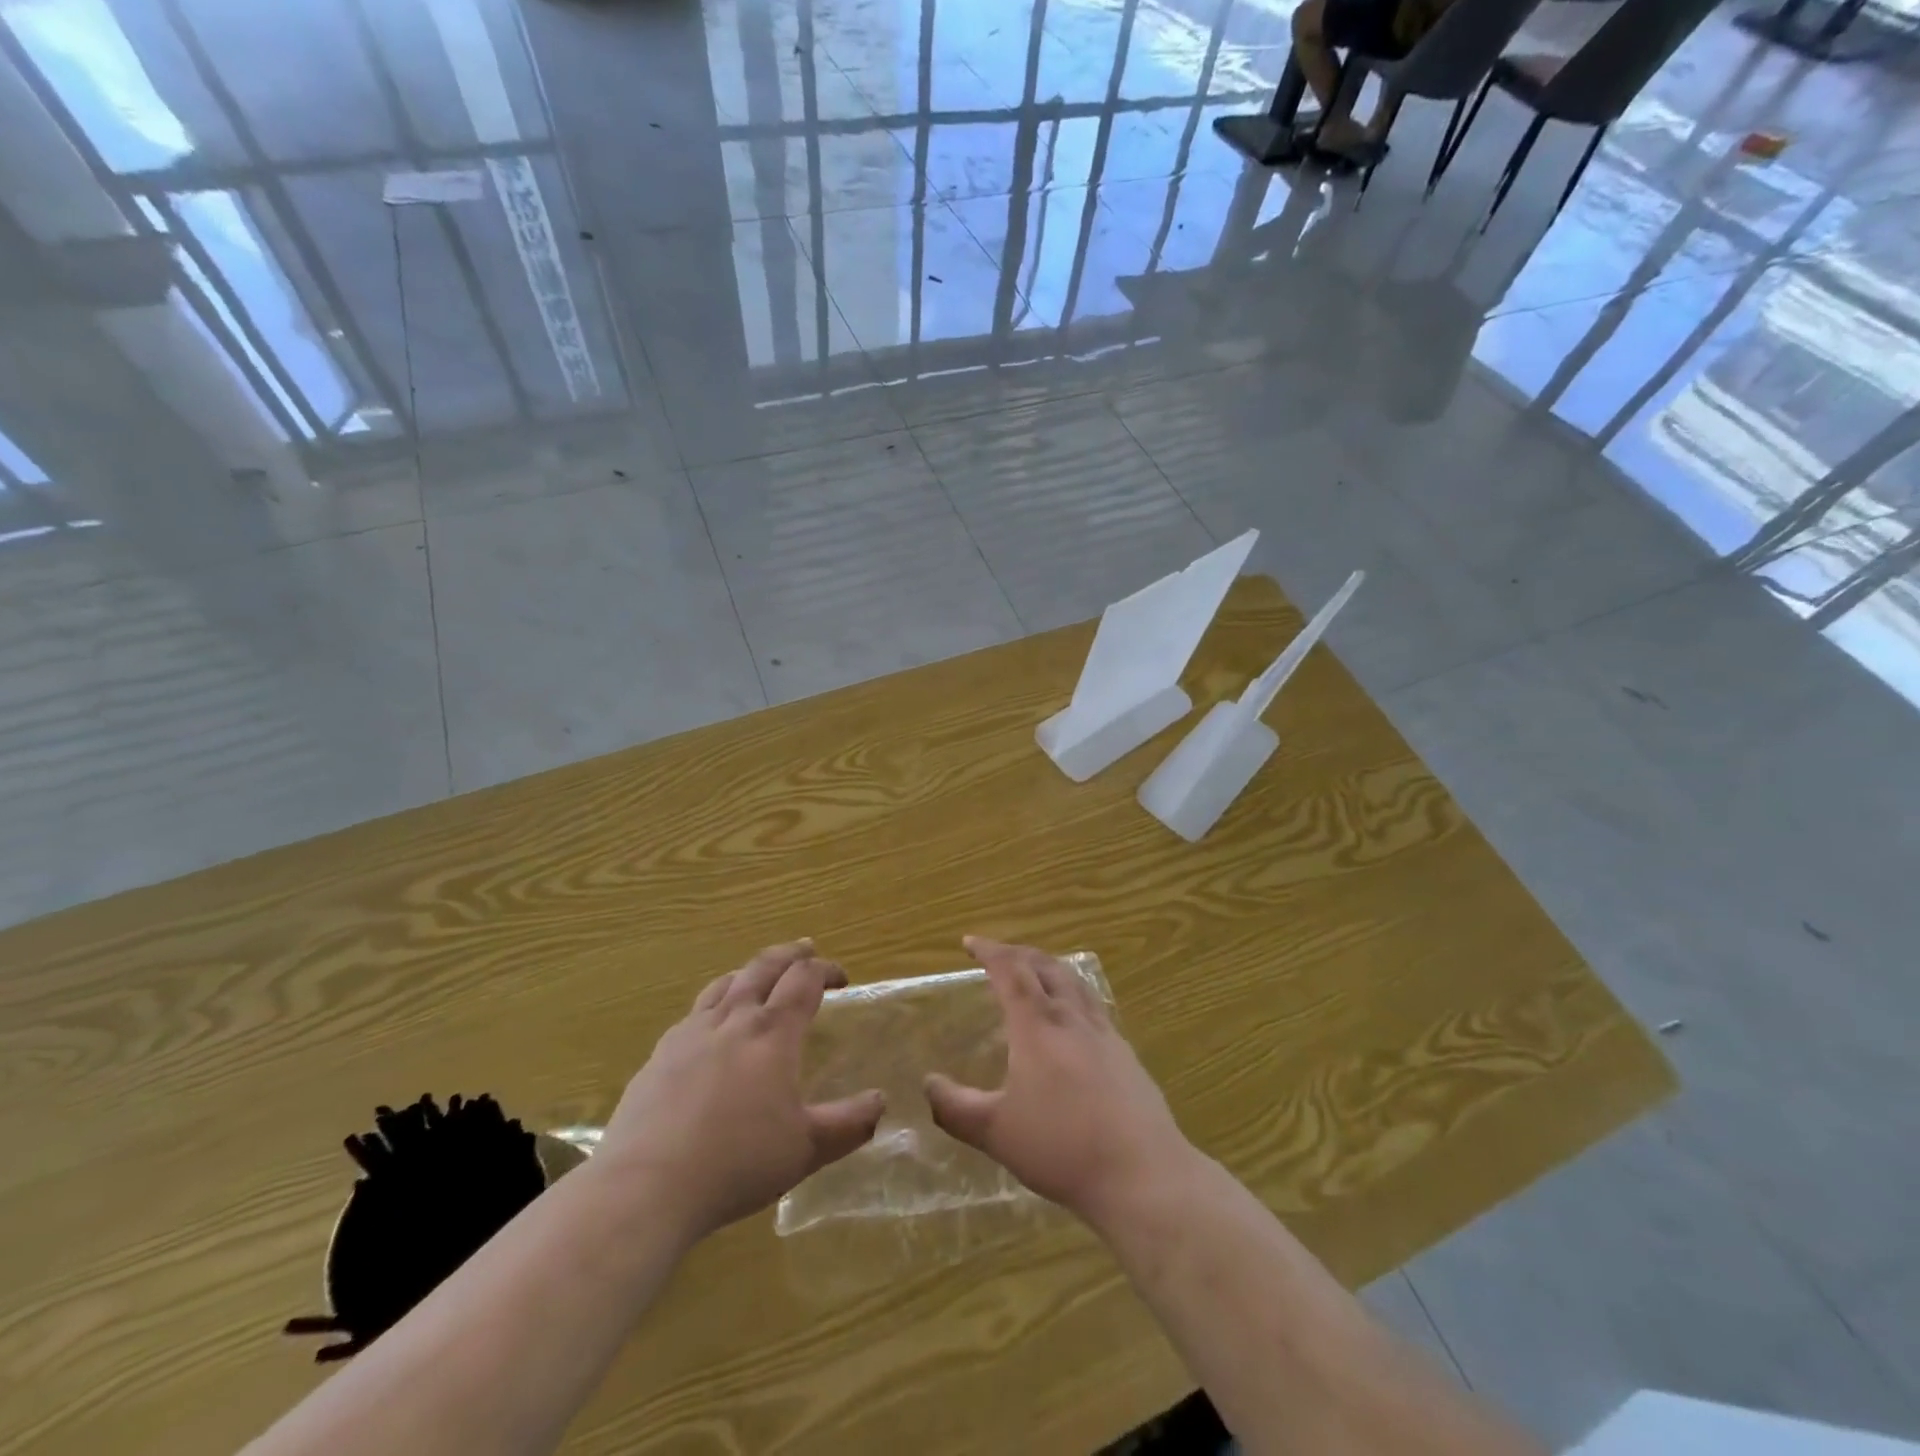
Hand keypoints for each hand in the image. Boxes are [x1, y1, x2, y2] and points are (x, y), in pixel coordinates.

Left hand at [599, 940, 883, 1244]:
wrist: (646, 1185)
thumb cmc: (737, 1162)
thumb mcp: (806, 1149)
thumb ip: (848, 1124)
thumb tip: (881, 1101)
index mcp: (773, 1033)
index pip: (805, 980)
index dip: (826, 970)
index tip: (842, 978)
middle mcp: (734, 1019)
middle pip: (764, 966)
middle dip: (790, 953)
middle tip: (806, 949)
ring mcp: (691, 1033)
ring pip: (725, 983)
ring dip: (750, 972)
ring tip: (759, 977)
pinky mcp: (659, 1055)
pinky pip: (694, 1013)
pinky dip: (714, 1005)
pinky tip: (711, 1028)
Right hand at [925, 936, 1196, 1233]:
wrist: (1142, 1173)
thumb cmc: (1062, 1148)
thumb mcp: (996, 1133)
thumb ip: (955, 1108)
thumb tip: (928, 1084)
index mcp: (1037, 1026)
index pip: (1010, 971)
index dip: (989, 951)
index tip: (969, 942)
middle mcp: (1071, 1017)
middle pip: (1044, 966)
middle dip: (1017, 953)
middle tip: (997, 954)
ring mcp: (1104, 1032)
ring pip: (1073, 981)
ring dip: (1047, 966)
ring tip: (1034, 971)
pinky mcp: (1125, 1053)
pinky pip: (1093, 1004)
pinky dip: (1072, 992)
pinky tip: (1072, 1018)